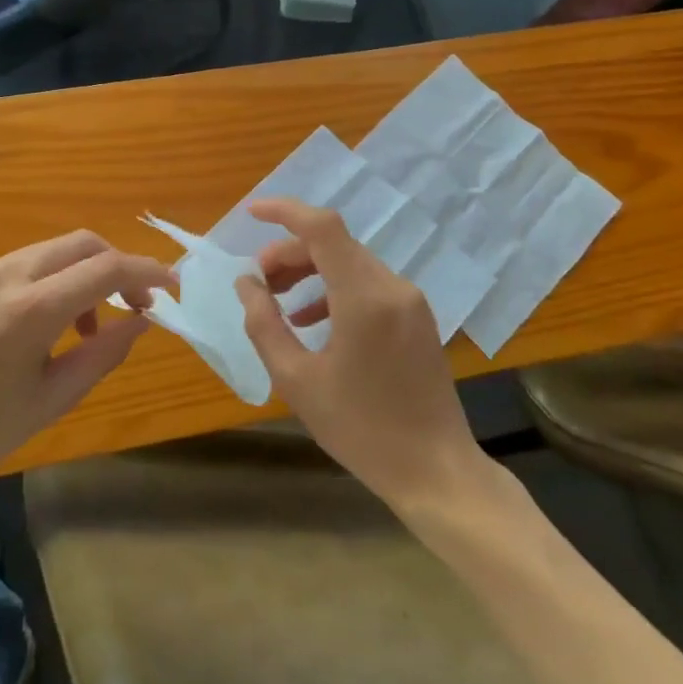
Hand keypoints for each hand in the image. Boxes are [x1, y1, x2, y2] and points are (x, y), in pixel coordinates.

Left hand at [0, 231, 175, 491]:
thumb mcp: (53, 398)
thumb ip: (104, 353)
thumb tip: (142, 320)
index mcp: (29, 311)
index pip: (105, 269)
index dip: (147, 272)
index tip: (173, 286)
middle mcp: (4, 276)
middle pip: (81, 243)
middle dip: (117, 265)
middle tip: (134, 304)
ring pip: (51, 250)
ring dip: (83, 274)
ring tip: (86, 326)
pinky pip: (22, 264)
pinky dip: (50, 280)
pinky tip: (45, 323)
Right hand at [235, 198, 494, 513]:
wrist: (436, 472)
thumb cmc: (361, 429)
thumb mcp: (297, 380)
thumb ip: (265, 324)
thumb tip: (247, 284)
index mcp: (364, 298)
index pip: (322, 227)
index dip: (284, 211)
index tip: (251, 213)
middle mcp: (392, 287)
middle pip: (333, 243)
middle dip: (288, 252)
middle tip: (258, 282)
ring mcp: (410, 301)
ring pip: (350, 262)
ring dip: (309, 270)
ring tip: (278, 301)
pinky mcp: (417, 318)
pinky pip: (367, 285)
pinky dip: (334, 289)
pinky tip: (311, 322)